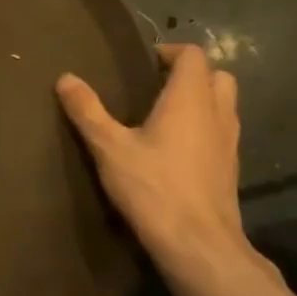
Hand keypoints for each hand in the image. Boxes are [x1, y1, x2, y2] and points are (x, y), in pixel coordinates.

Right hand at [57, 44, 247, 277]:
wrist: (198, 244)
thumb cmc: (153, 187)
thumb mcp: (109, 147)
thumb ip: (88, 111)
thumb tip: (66, 78)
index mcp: (189, 99)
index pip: (193, 55)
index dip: (169, 52)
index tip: (143, 63)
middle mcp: (217, 113)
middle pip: (217, 76)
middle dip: (191, 74)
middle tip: (156, 86)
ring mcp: (229, 142)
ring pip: (224, 105)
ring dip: (201, 100)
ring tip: (164, 115)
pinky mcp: (230, 168)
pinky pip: (222, 132)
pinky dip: (205, 128)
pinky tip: (177, 149)